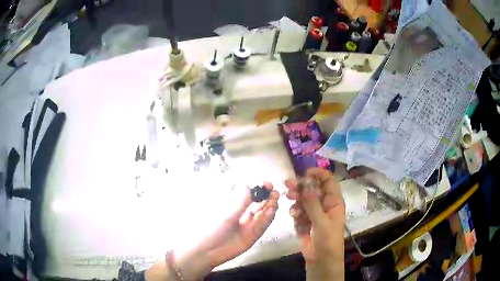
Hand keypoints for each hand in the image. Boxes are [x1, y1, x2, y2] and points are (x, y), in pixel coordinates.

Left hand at [149, 183, 278, 280]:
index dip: (260, 190)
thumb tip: (248, 186)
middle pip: (260, 204)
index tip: (267, 184)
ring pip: (264, 214)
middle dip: (268, 197)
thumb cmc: (214, 230)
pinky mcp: (254, 236)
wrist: (210, 251)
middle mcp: (245, 215)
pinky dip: (268, 218)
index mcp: (236, 208)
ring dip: (270, 206)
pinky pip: (263, 225)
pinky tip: (271, 211)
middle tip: (274, 193)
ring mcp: (250, 226)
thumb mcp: (228, 215)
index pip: (252, 196)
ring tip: (274, 200)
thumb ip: (240, 203)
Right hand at [285, 168, 344, 280]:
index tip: (305, 172)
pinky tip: (293, 216)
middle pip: (312, 189)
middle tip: (288, 184)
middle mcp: (323, 204)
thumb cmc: (328, 241)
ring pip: (303, 199)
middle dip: (301, 186)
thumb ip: (312, 203)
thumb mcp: (322, 222)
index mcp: (333, 202)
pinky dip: (295, 211)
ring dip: (296, 198)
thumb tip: (306, 183)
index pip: (328, 181)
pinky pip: (298, 211)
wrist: (320, 260)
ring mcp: (313, 213)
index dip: (318, 174)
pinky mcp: (304, 221)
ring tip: (289, 199)